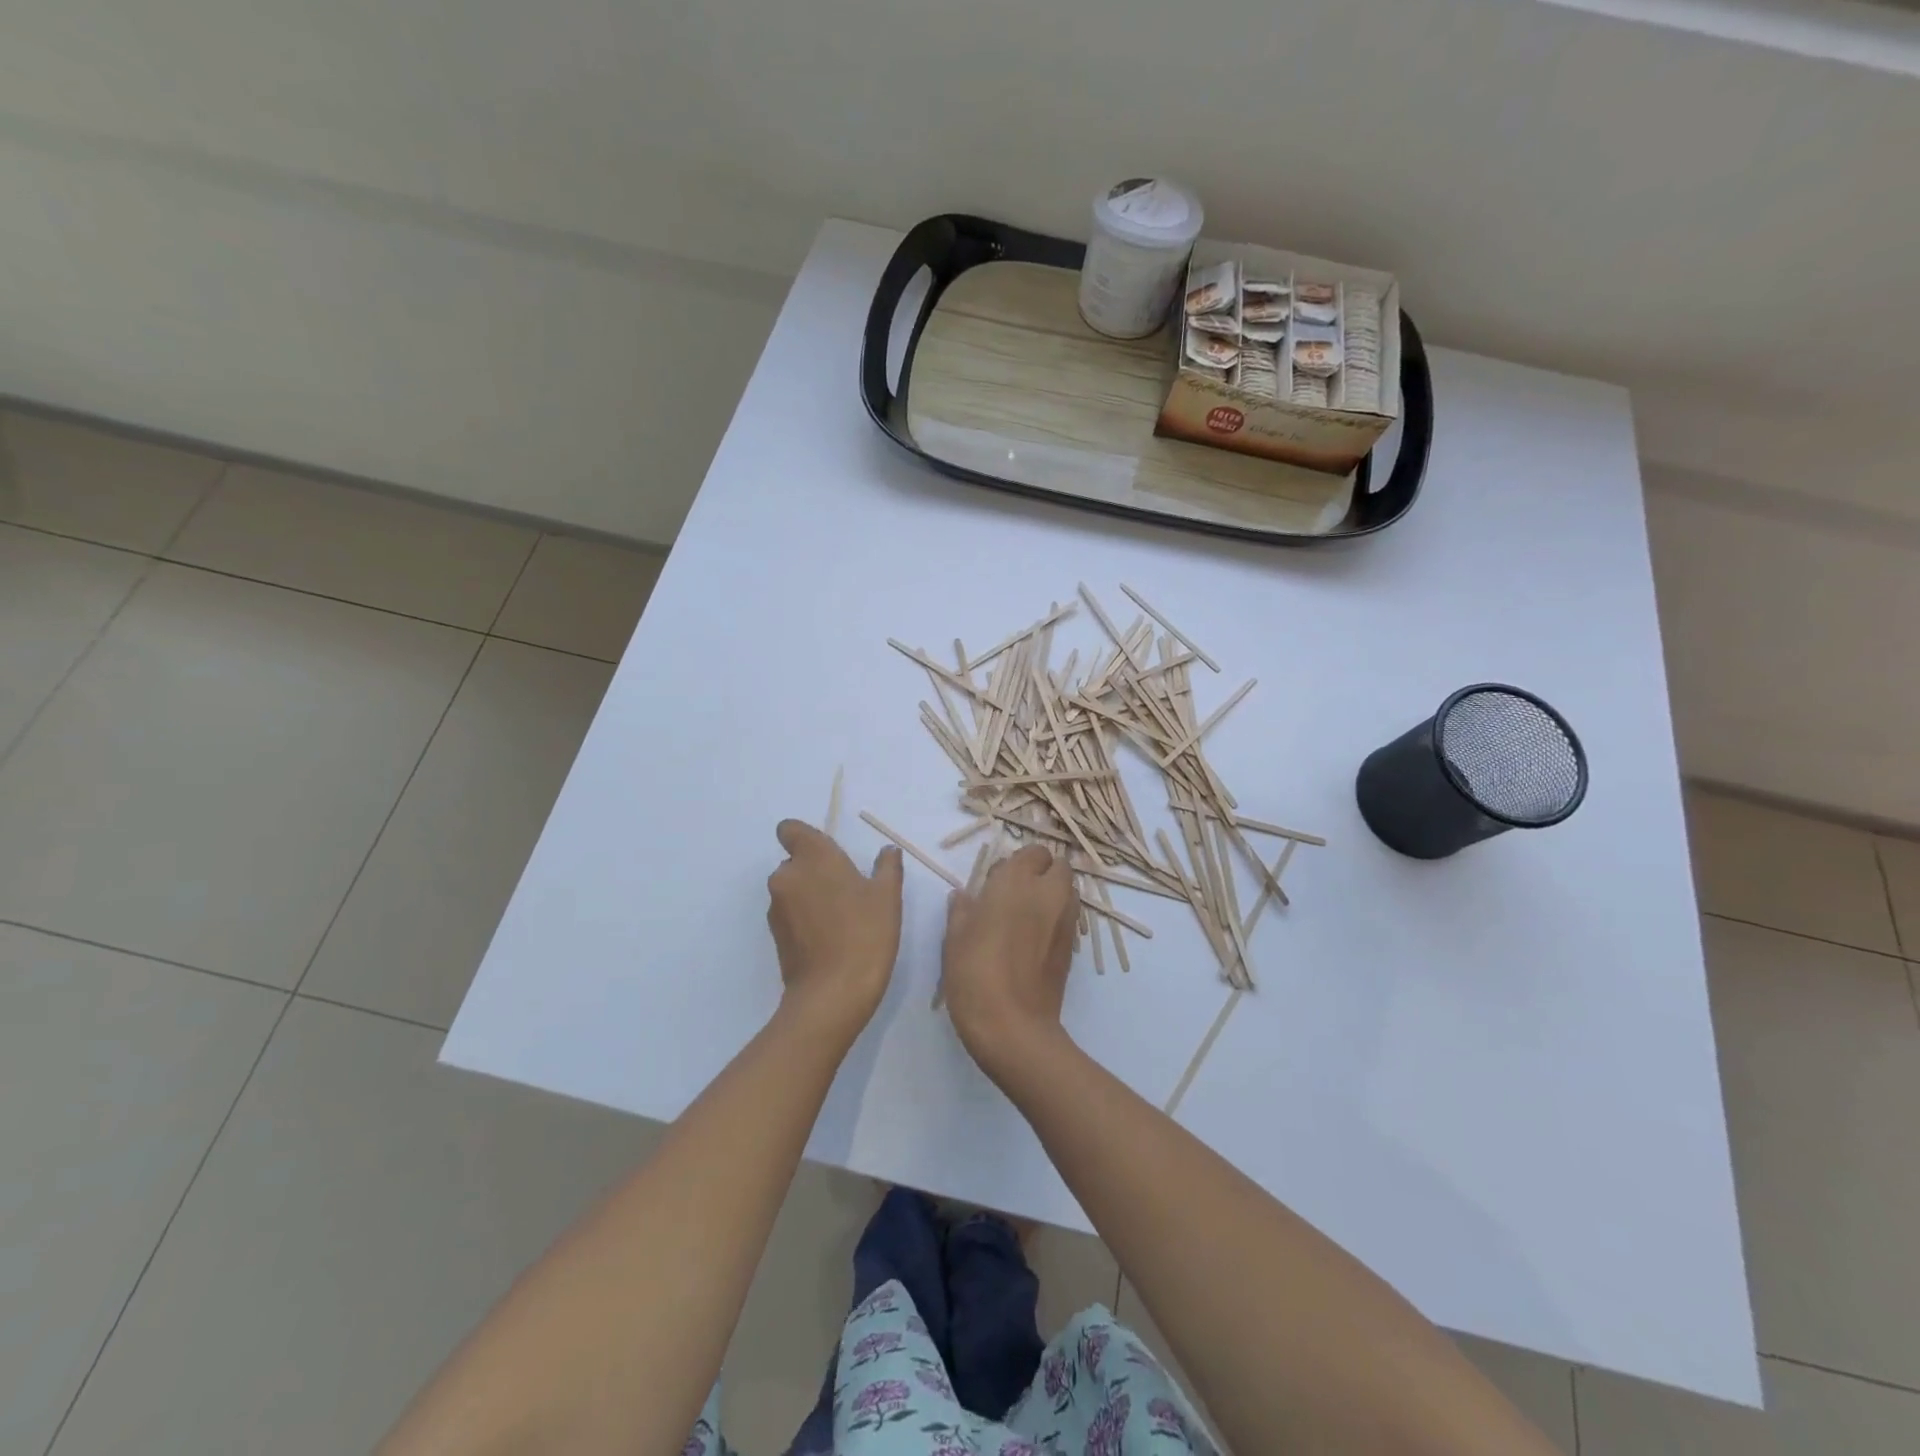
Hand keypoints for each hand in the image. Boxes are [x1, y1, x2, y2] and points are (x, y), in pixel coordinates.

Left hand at [766, 820, 903, 1035]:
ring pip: (792, 888)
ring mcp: (777, 906)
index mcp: (813, 856)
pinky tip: (829, 938)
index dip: (804, 837)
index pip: (790, 830)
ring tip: (840, 918)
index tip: (829, 854)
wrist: (833, 993)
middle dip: (815, 870)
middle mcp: (787, 875)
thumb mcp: (887, 896)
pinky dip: (804, 918)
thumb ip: (887, 867)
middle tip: (847, 891)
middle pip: (795, 861)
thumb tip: (888, 851)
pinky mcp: (775, 934)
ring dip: (810, 895)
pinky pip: (790, 914)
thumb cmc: (865, 933)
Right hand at [941, 844, 1078, 1076]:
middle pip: (1059, 867)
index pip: (1033, 852)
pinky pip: (1068, 918)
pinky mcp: (1072, 948)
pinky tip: (1032, 941)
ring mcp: (1065, 921)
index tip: (997, 880)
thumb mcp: (954, 938)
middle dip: (1042, 873)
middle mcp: (1048, 894)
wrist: (1012, 1026)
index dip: (1018, 862)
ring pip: (1068, 891)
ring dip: (1052, 894)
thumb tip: (964, 896)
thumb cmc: (975, 973)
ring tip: (1025, 916)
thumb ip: (962, 910)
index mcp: (1017, 882)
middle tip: (1014, 894)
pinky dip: (1056, 918)